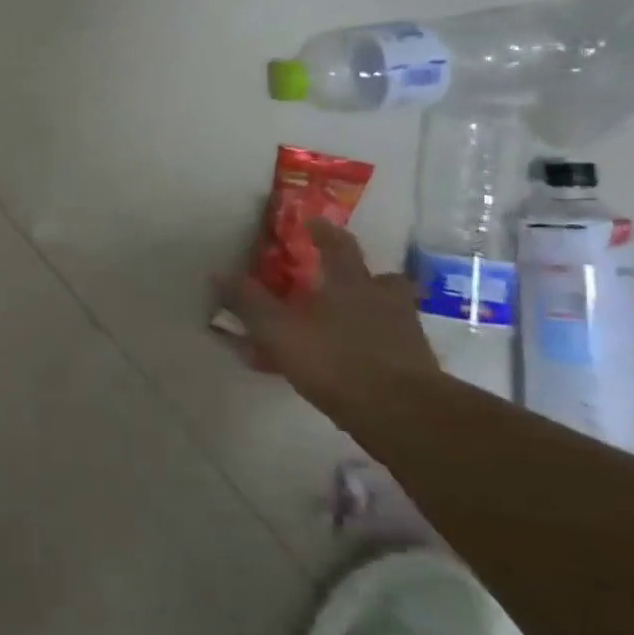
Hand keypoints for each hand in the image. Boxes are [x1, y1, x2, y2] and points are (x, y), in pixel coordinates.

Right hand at [212, 219, 438, 407]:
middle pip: (381, 278)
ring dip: (372, 313)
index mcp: (350, 284)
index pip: (338, 246)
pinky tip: (357, 365)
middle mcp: (382, 301)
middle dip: (364, 276)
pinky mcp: (416, 367)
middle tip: (344, 282)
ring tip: (349, 327)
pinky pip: (392, 347)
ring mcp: (405, 334)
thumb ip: (249, 302)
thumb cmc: (335, 360)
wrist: (402, 412)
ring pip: (391, 313)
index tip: (314, 222)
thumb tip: (218, 274)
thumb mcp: (279, 330)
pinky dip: (375, 348)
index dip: (324, 232)